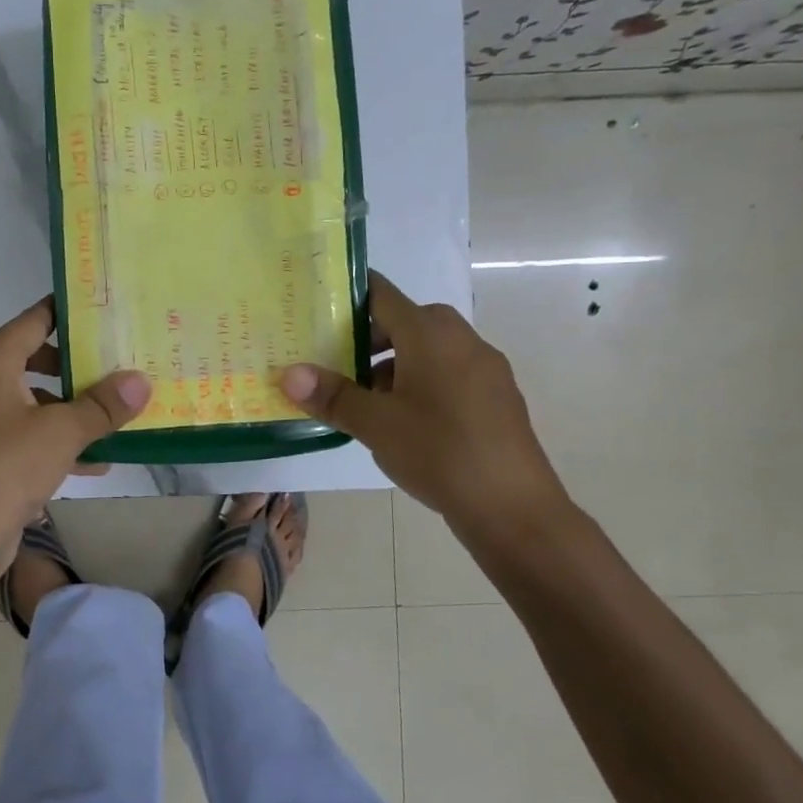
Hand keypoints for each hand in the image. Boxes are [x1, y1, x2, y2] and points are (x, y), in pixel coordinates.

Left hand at [0, 298, 149, 580]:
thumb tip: (140, 380)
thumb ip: (103, 405)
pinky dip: (46, 438)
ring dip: (65, 410)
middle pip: (29, 358)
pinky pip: (13, 431)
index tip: (102, 312)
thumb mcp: (63, 433)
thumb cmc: (5, 469)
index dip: (68, 313)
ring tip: (108, 421)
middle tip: (111, 367)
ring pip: (24, 399)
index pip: (34, 320)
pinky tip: (90, 463)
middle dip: (72, 367)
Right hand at [281, 271, 570, 556]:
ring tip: (368, 402)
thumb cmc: (438, 452)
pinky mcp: (498, 397)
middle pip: (407, 322)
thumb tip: (288, 374)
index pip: (382, 295)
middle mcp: (462, 340)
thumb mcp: (375, 424)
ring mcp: (486, 369)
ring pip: (431, 350)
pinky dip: (423, 383)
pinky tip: (408, 423)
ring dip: (396, 365)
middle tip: (338, 365)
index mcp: (430, 334)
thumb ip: (332, 395)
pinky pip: (451, 374)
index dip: (349, 296)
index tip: (320, 307)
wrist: (513, 507)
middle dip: (370, 339)